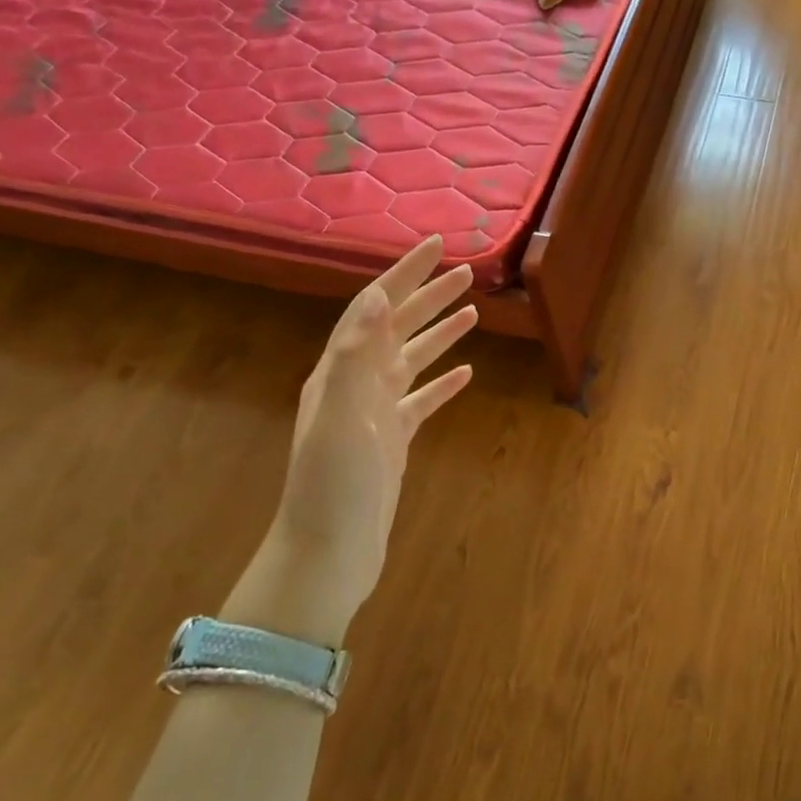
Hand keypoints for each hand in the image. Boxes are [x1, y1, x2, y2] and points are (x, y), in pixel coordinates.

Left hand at [226, 236, 475, 644]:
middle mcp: (355, 385)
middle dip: (429, 296)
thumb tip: (379, 294)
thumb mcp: (342, 417)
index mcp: (340, 373)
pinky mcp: (392, 442)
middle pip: (397, 328)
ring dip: (440, 334)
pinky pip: (422, 401)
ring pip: (412, 361)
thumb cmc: (333, 487)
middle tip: (468, 272)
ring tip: (473, 313)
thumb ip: (358, 354)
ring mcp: (374, 415)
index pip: (375, 308)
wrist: (327, 555)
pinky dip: (444, 384)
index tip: (437, 245)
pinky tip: (467, 375)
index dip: (405, 274)